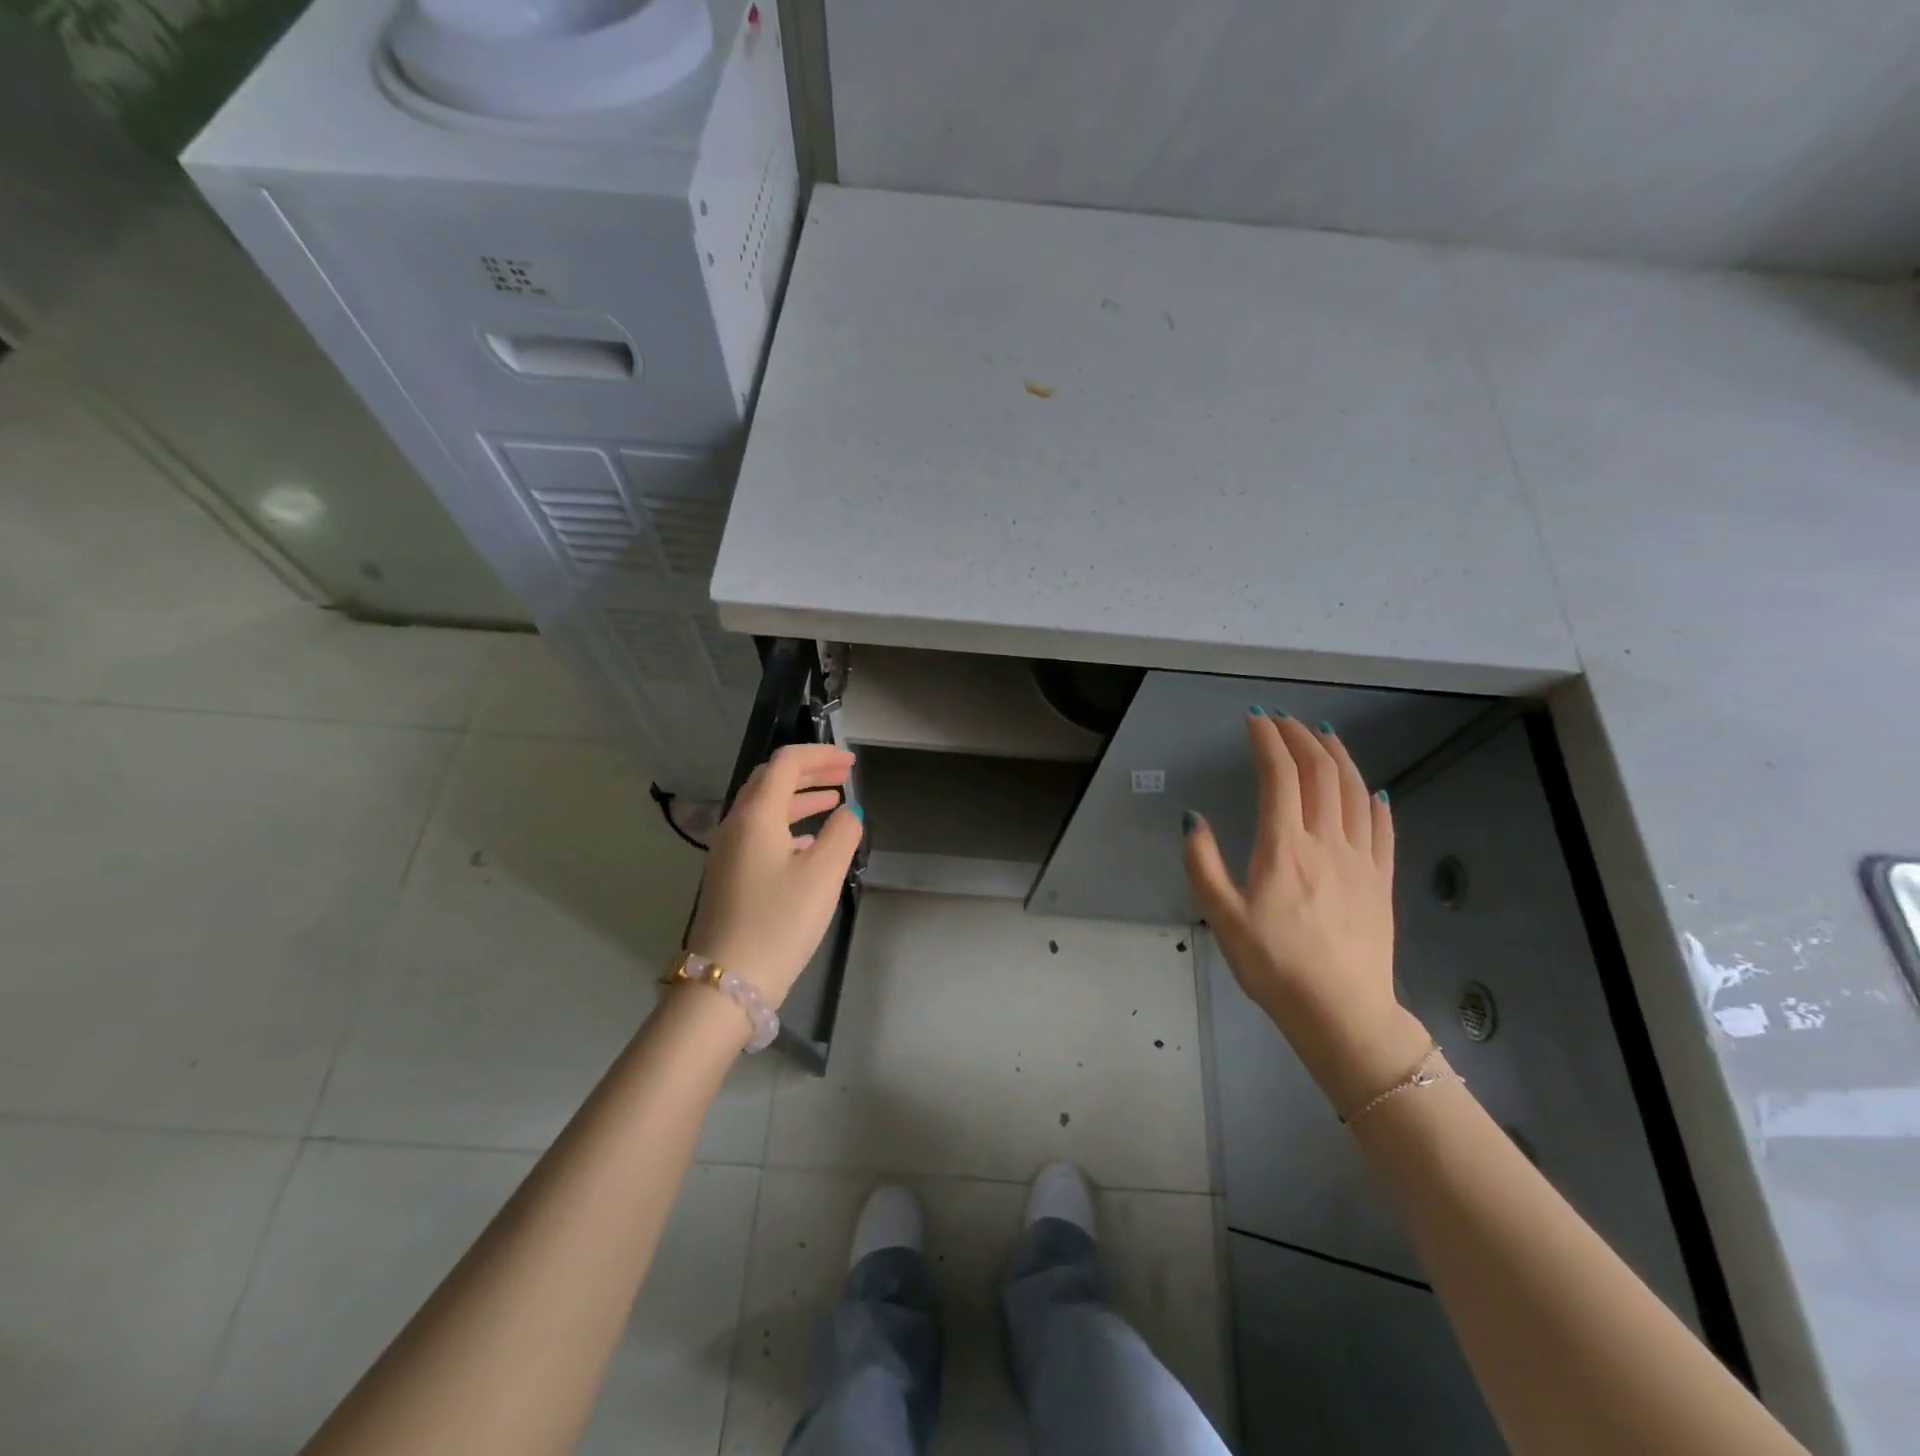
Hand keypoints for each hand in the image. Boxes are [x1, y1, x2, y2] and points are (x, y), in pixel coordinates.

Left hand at [686, 743, 863, 1008]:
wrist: (725, 983)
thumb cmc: (779, 922)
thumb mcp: (823, 876)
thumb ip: (842, 835)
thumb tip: (848, 813)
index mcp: (756, 815)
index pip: (786, 763)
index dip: (820, 755)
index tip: (851, 762)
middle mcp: (736, 825)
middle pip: (771, 780)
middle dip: (809, 772)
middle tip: (843, 775)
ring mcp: (727, 851)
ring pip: (764, 808)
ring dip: (799, 798)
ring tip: (833, 802)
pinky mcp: (729, 875)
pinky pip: (759, 833)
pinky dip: (787, 825)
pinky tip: (808, 843)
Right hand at [1183, 713, 1427, 1106]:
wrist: (1341, 1011)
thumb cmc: (1273, 965)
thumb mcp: (1222, 917)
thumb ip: (1202, 864)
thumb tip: (1192, 819)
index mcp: (1284, 847)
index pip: (1280, 776)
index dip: (1267, 741)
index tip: (1254, 721)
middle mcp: (1326, 842)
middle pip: (1320, 773)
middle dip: (1301, 738)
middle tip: (1283, 721)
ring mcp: (1361, 859)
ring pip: (1355, 791)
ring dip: (1338, 756)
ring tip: (1324, 735)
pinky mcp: (1381, 879)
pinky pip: (1383, 827)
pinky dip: (1374, 798)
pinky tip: (1370, 789)